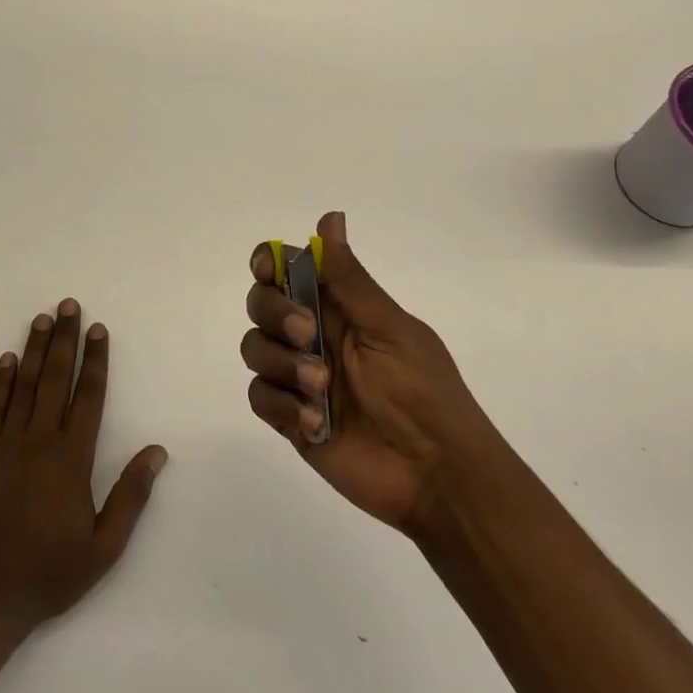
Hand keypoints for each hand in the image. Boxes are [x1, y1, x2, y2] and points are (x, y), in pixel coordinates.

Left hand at [0, 298, 167, 632]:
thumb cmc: (49, 573)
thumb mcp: (104, 547)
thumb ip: (131, 496)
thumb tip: (157, 451)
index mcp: (72, 459)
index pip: (89, 396)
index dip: (96, 360)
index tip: (99, 329)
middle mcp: (39, 441)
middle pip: (56, 379)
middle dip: (64, 339)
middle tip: (68, 305)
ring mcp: (6, 446)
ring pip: (24, 386)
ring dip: (34, 350)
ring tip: (41, 318)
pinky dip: (0, 383)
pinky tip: (6, 360)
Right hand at [242, 212, 501, 533]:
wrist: (437, 475)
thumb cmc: (424, 391)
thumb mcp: (389, 328)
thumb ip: (349, 278)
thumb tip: (329, 218)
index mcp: (341, 307)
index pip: (288, 270)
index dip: (269, 263)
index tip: (267, 271)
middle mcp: (314, 335)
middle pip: (262, 304)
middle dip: (275, 314)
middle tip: (309, 336)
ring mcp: (299, 377)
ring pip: (255, 348)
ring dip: (281, 363)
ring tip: (321, 390)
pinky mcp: (290, 418)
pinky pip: (259, 397)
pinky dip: (281, 404)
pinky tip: (314, 423)